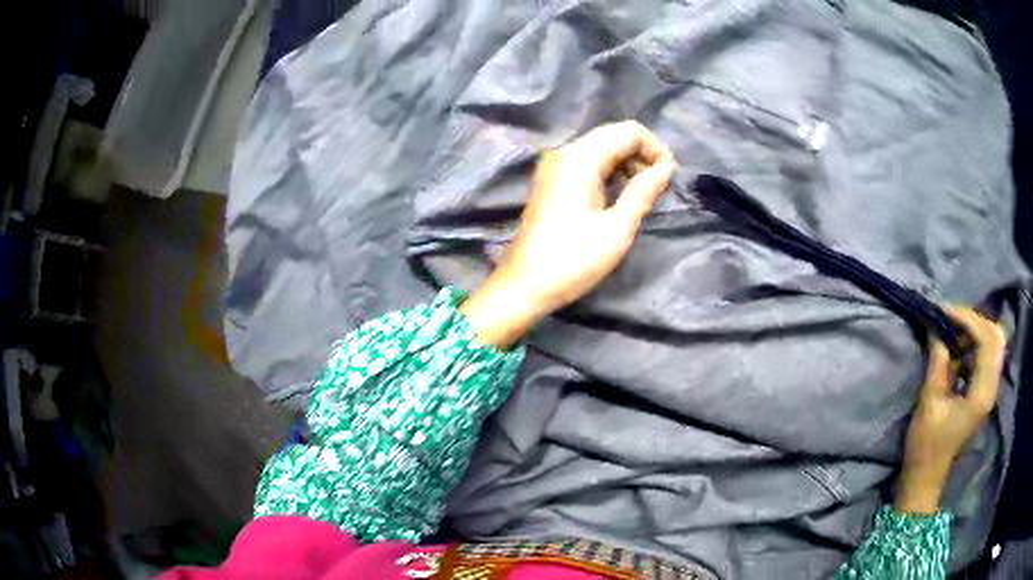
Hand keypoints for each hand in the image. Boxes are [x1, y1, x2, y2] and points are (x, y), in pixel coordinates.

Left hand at [460, 121, 675, 347]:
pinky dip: (611, 173)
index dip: (655, 149)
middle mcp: (565, 152)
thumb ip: (644, 191)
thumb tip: (667, 167)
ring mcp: (555, 166)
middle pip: (614, 136)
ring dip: (628, 164)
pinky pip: (589, 164)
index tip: (668, 178)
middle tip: (659, 188)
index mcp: (579, 158)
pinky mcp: (553, 181)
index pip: (629, 131)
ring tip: (644, 195)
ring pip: (602, 149)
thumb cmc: (573, 260)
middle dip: (643, 155)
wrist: (525, 286)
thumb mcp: (617, 228)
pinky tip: (621, 197)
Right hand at [895, 306, 1005, 514]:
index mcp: (982, 393)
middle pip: (995, 336)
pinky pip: (987, 356)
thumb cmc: (926, 446)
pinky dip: (975, 345)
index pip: (987, 339)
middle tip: (951, 320)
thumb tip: (936, 329)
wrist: (926, 478)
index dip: (967, 319)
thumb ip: (938, 363)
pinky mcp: (984, 392)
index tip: (944, 312)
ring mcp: (990, 390)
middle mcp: (992, 387)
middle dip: (974, 321)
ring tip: (953, 333)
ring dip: (975, 331)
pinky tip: (959, 350)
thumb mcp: (929, 403)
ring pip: (993, 343)